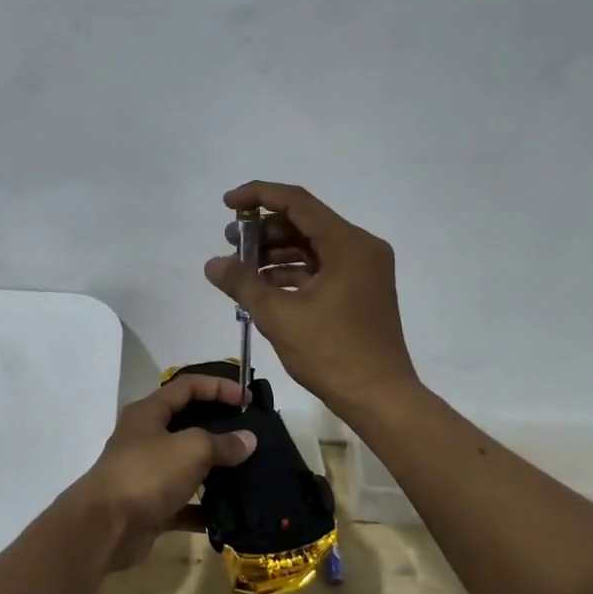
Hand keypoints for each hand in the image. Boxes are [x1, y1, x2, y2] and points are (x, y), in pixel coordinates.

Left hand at [69, 375, 256, 571]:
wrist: (105, 528)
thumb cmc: (146, 474)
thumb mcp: (190, 449)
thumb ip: (221, 442)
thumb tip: (247, 440)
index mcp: (149, 413)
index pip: (187, 386)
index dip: (219, 387)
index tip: (248, 400)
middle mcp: (145, 438)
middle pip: (187, 424)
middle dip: (219, 427)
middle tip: (251, 435)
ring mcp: (147, 474)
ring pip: (187, 465)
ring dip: (215, 470)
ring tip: (249, 472)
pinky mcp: (150, 507)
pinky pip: (184, 504)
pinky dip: (205, 508)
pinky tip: (231, 513)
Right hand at [204, 181, 418, 415]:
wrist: (379, 397)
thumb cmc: (331, 353)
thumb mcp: (279, 316)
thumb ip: (243, 283)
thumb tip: (213, 264)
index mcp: (348, 244)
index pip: (297, 202)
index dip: (258, 196)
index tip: (228, 203)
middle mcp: (361, 248)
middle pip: (305, 223)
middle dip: (264, 230)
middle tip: (230, 242)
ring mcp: (363, 270)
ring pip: (312, 247)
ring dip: (275, 252)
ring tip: (240, 267)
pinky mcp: (360, 290)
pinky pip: (321, 268)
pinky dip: (292, 272)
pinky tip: (262, 285)